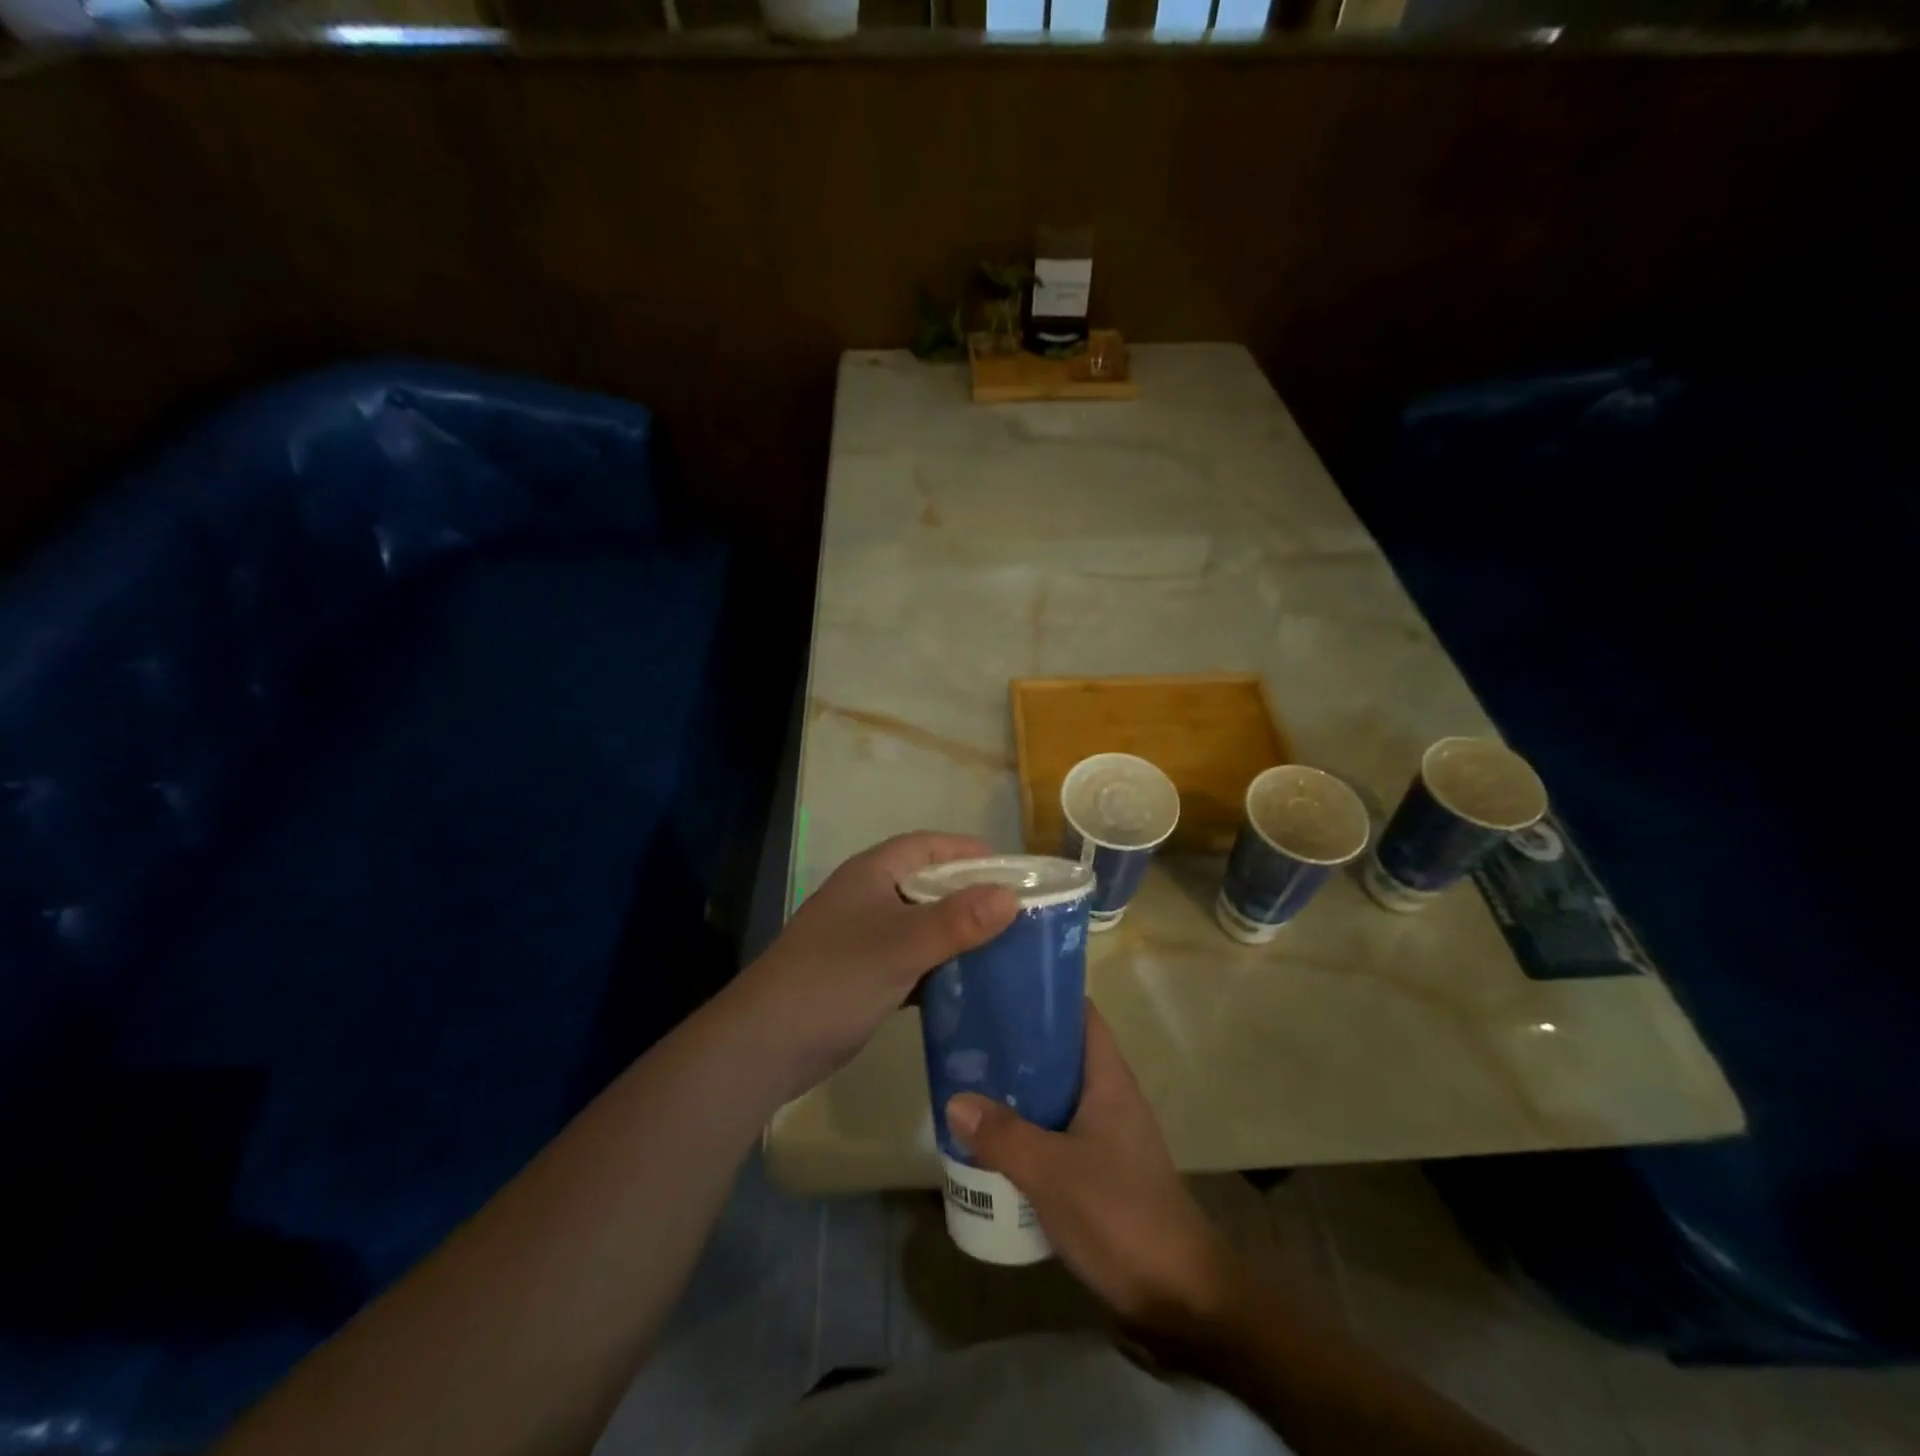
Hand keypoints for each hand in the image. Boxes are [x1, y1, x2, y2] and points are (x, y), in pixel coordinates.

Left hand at [727, 832, 1018, 1102]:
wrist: (767, 1044)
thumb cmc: (834, 978)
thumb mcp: (900, 945)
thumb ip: (956, 921)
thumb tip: (1011, 896)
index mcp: (872, 874)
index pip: (927, 846)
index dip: (967, 852)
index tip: (1013, 869)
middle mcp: (868, 898)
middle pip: (928, 885)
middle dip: (970, 895)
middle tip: (1018, 911)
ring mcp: (864, 939)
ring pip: (921, 925)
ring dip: (957, 933)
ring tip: (1005, 946)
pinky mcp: (864, 976)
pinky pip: (912, 960)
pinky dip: (940, 966)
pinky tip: (970, 983)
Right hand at [945, 1004, 1232, 1334]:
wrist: (1179, 1298)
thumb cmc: (1120, 1215)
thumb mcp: (1053, 1172)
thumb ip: (1004, 1136)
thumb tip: (955, 1099)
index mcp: (1109, 1079)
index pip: (1080, 1014)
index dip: (1045, 995)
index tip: (1000, 987)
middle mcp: (1110, 1097)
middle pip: (1062, 1053)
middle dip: (1019, 1045)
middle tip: (970, 1039)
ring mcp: (1108, 1135)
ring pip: (1056, 1096)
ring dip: (1020, 1091)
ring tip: (972, 1085)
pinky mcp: (1101, 1170)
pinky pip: (1057, 1133)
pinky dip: (1029, 1129)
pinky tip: (995, 1142)